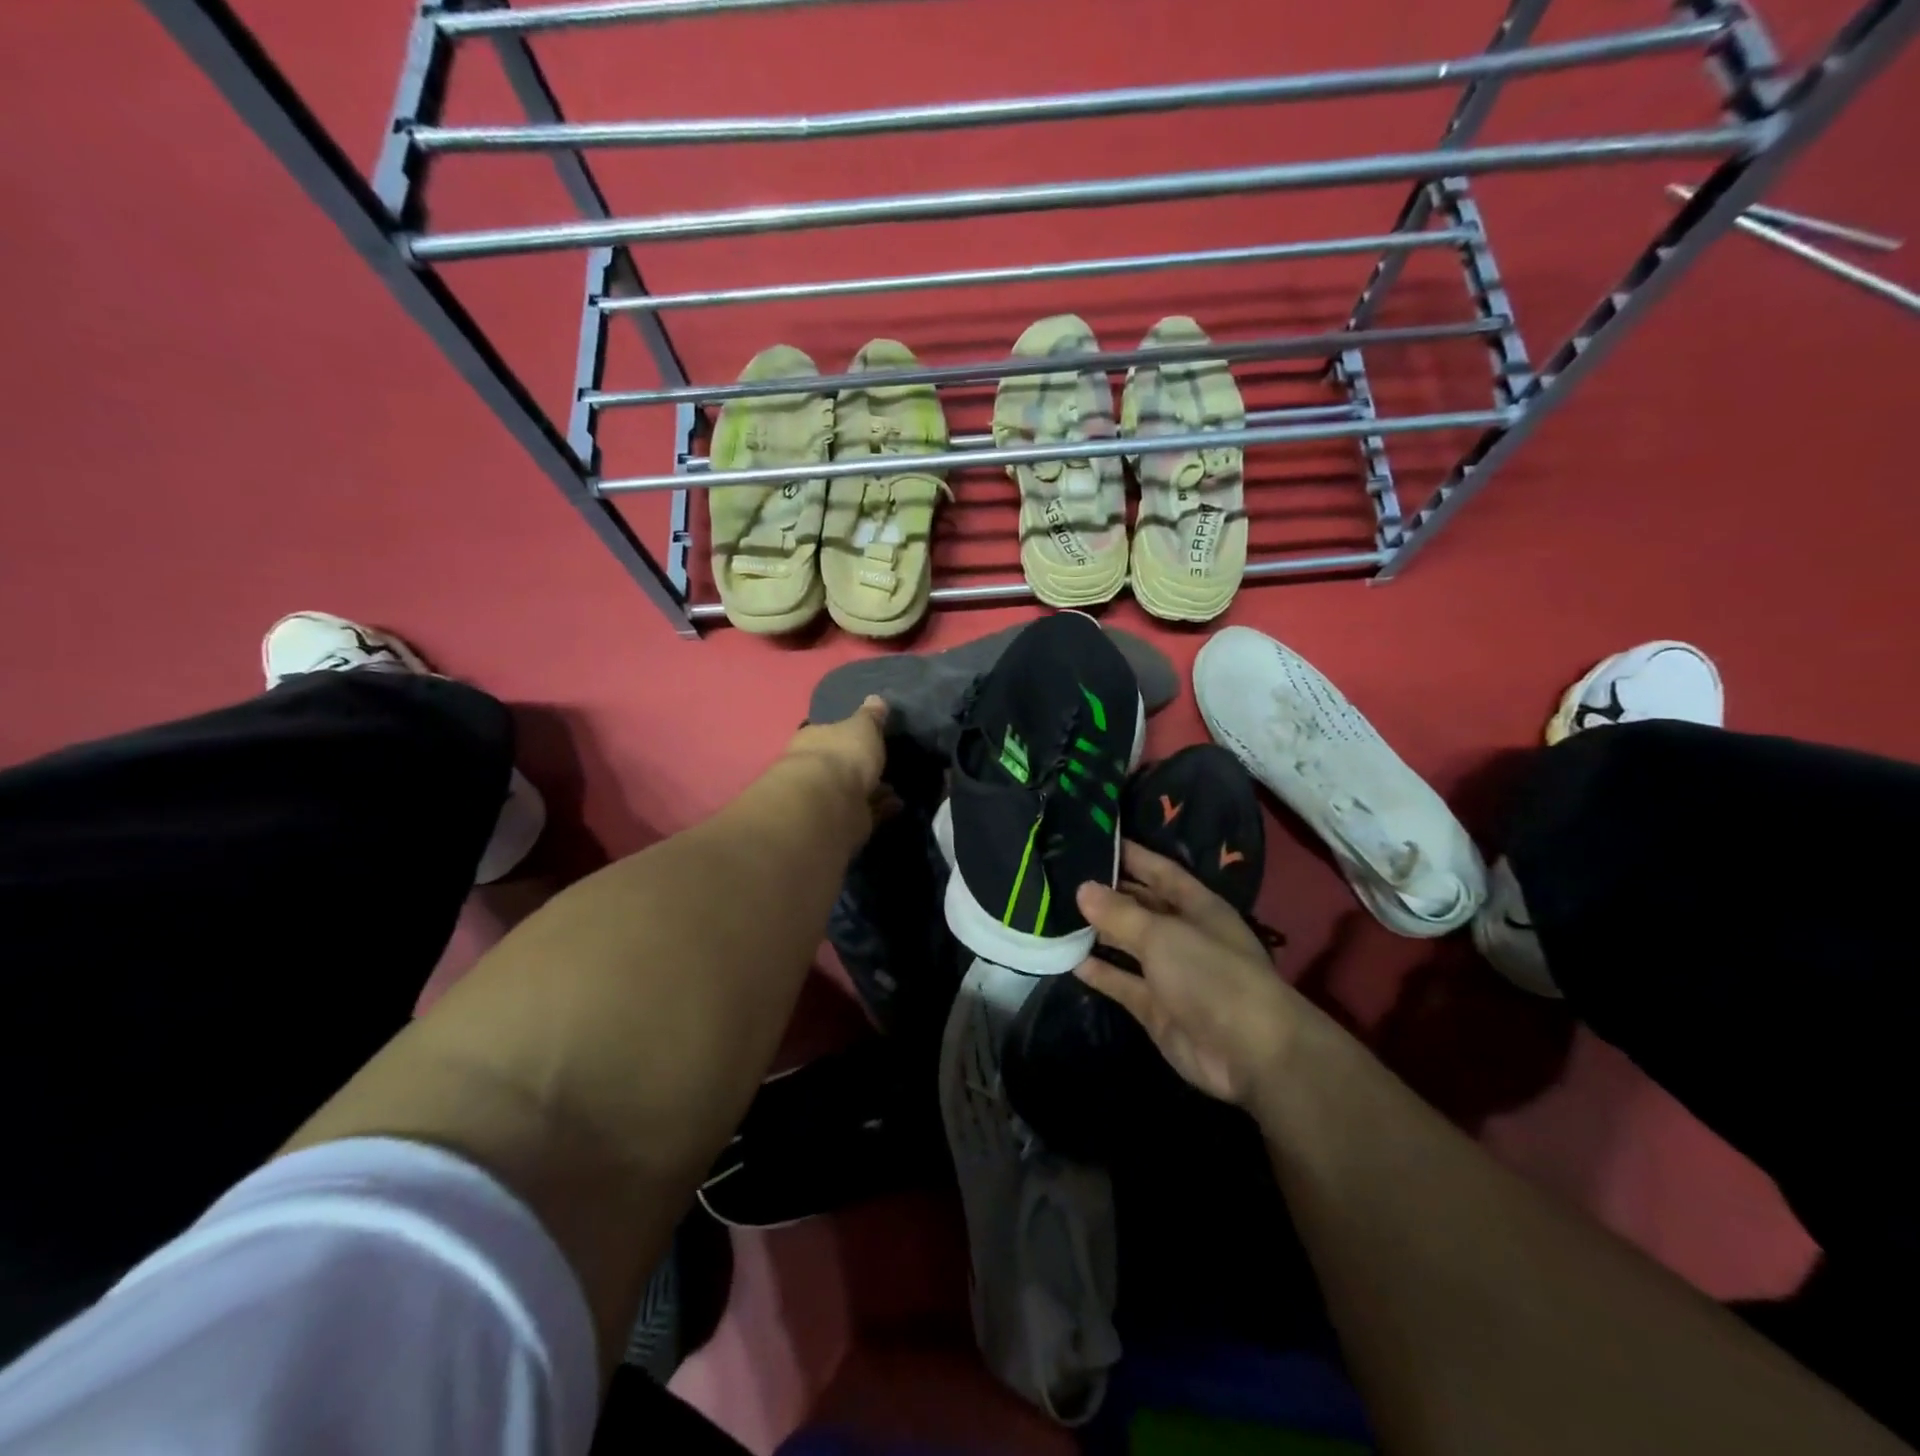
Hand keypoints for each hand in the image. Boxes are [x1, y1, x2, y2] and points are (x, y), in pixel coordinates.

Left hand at [783, 695, 892, 822]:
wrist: (831, 803)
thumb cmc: (843, 753)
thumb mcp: (863, 726)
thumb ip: (871, 716)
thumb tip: (876, 699)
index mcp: (813, 739)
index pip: (829, 734)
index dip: (846, 736)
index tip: (867, 738)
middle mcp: (814, 769)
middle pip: (839, 766)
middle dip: (860, 767)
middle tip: (885, 765)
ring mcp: (826, 798)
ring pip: (853, 791)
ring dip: (874, 791)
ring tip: (897, 788)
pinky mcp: (841, 822)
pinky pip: (866, 812)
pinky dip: (881, 809)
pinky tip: (899, 804)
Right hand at [1074, 842, 1299, 1108]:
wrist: (1250, 1054)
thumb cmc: (1212, 976)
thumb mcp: (1163, 935)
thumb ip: (1120, 912)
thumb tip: (1082, 889)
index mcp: (1197, 907)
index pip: (1159, 870)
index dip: (1131, 854)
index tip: (1092, 839)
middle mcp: (1183, 934)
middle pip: (1140, 906)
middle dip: (1106, 892)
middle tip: (1061, 876)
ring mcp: (1169, 973)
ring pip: (1128, 944)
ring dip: (1097, 931)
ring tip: (1055, 913)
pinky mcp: (1156, 1008)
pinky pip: (1122, 982)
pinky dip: (1099, 972)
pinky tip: (1068, 959)